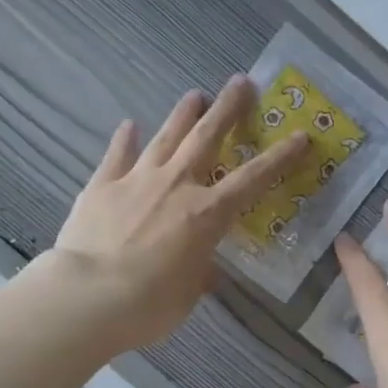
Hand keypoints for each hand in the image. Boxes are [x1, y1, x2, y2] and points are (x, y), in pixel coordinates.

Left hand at [48, 76, 307, 353]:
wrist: (87, 297)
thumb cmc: (148, 304)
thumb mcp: (185, 296)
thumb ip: (198, 275)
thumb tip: (204, 271)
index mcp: (206, 214)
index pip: (253, 179)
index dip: (280, 157)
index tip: (300, 136)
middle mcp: (177, 186)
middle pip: (207, 138)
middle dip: (227, 109)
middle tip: (241, 82)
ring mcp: (137, 180)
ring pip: (166, 138)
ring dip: (183, 114)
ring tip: (195, 94)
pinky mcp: (102, 186)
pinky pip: (116, 155)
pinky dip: (124, 139)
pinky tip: (128, 124)